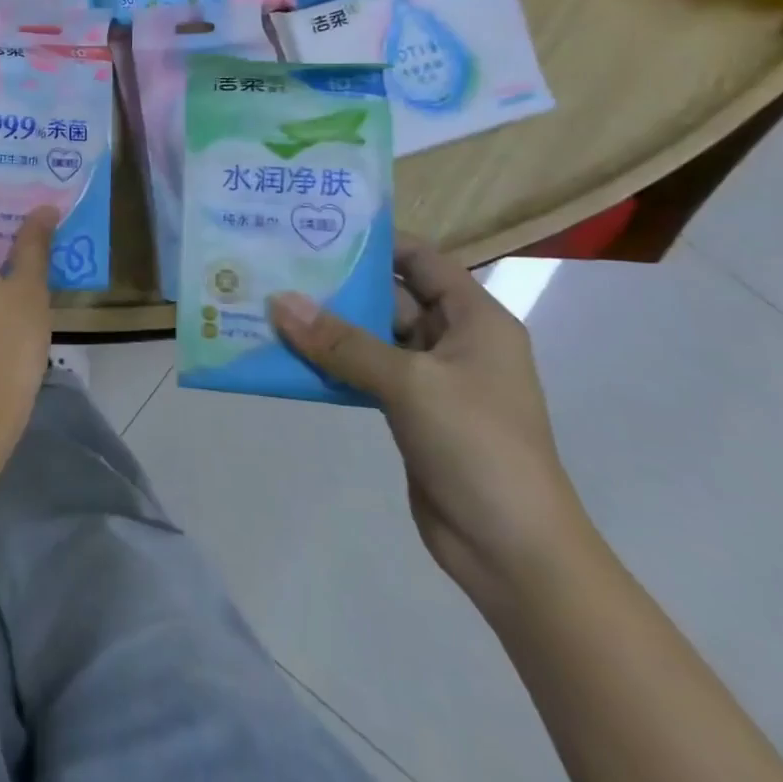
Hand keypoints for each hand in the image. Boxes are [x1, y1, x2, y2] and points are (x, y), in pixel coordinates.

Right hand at [268, 235, 592, 604]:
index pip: (422, 260)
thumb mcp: (409, 383)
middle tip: (278, 265)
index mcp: (474, 320)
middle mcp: (454, 341)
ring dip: (326, 327)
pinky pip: (363, 373)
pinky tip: (286, 355)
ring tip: (269, 305)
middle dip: (337, 285)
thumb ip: (341, 342)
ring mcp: (430, 379)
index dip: (375, 242)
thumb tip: (279, 302)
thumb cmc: (476, 446)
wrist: (512, 551)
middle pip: (390, 296)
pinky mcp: (409, 412)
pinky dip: (329, 364)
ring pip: (370, 337)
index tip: (317, 230)